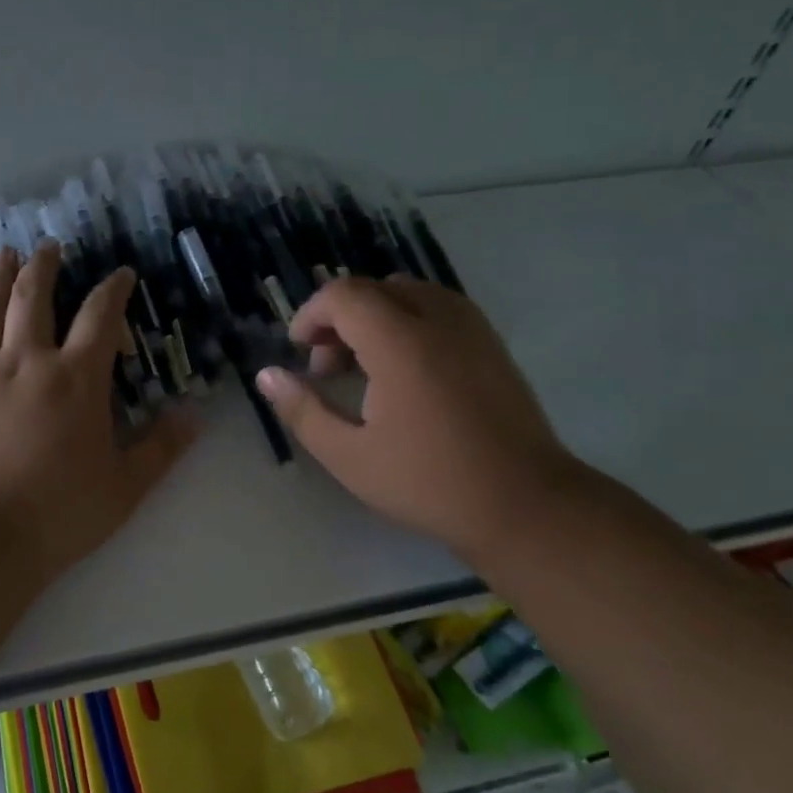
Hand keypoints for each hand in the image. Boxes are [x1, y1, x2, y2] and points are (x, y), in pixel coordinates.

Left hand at [0, 245, 196, 586]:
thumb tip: (194, 417)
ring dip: (0, 277)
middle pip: (36, 297)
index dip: (113, 290)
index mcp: (76, 380)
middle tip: (49, 245)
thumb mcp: (124, 486)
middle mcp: (27, 361)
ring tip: (5, 255)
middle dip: (45, 266)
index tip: (121, 273)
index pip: (100, 317)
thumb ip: (160, 448)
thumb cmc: (57, 513)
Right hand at [255, 276, 583, 562]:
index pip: (343, 295)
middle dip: (339, 317)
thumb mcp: (349, 455)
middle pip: (374, 289)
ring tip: (364, 366)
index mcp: (400, 342)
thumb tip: (267, 375)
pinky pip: (438, 307)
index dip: (310, 315)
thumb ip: (302, 410)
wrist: (525, 504)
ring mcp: (471, 328)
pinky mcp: (491, 343)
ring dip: (374, 316)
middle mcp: (437, 320)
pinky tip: (403, 370)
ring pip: (408, 293)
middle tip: (327, 367)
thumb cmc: (428, 482)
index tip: (299, 352)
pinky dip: (407, 321)